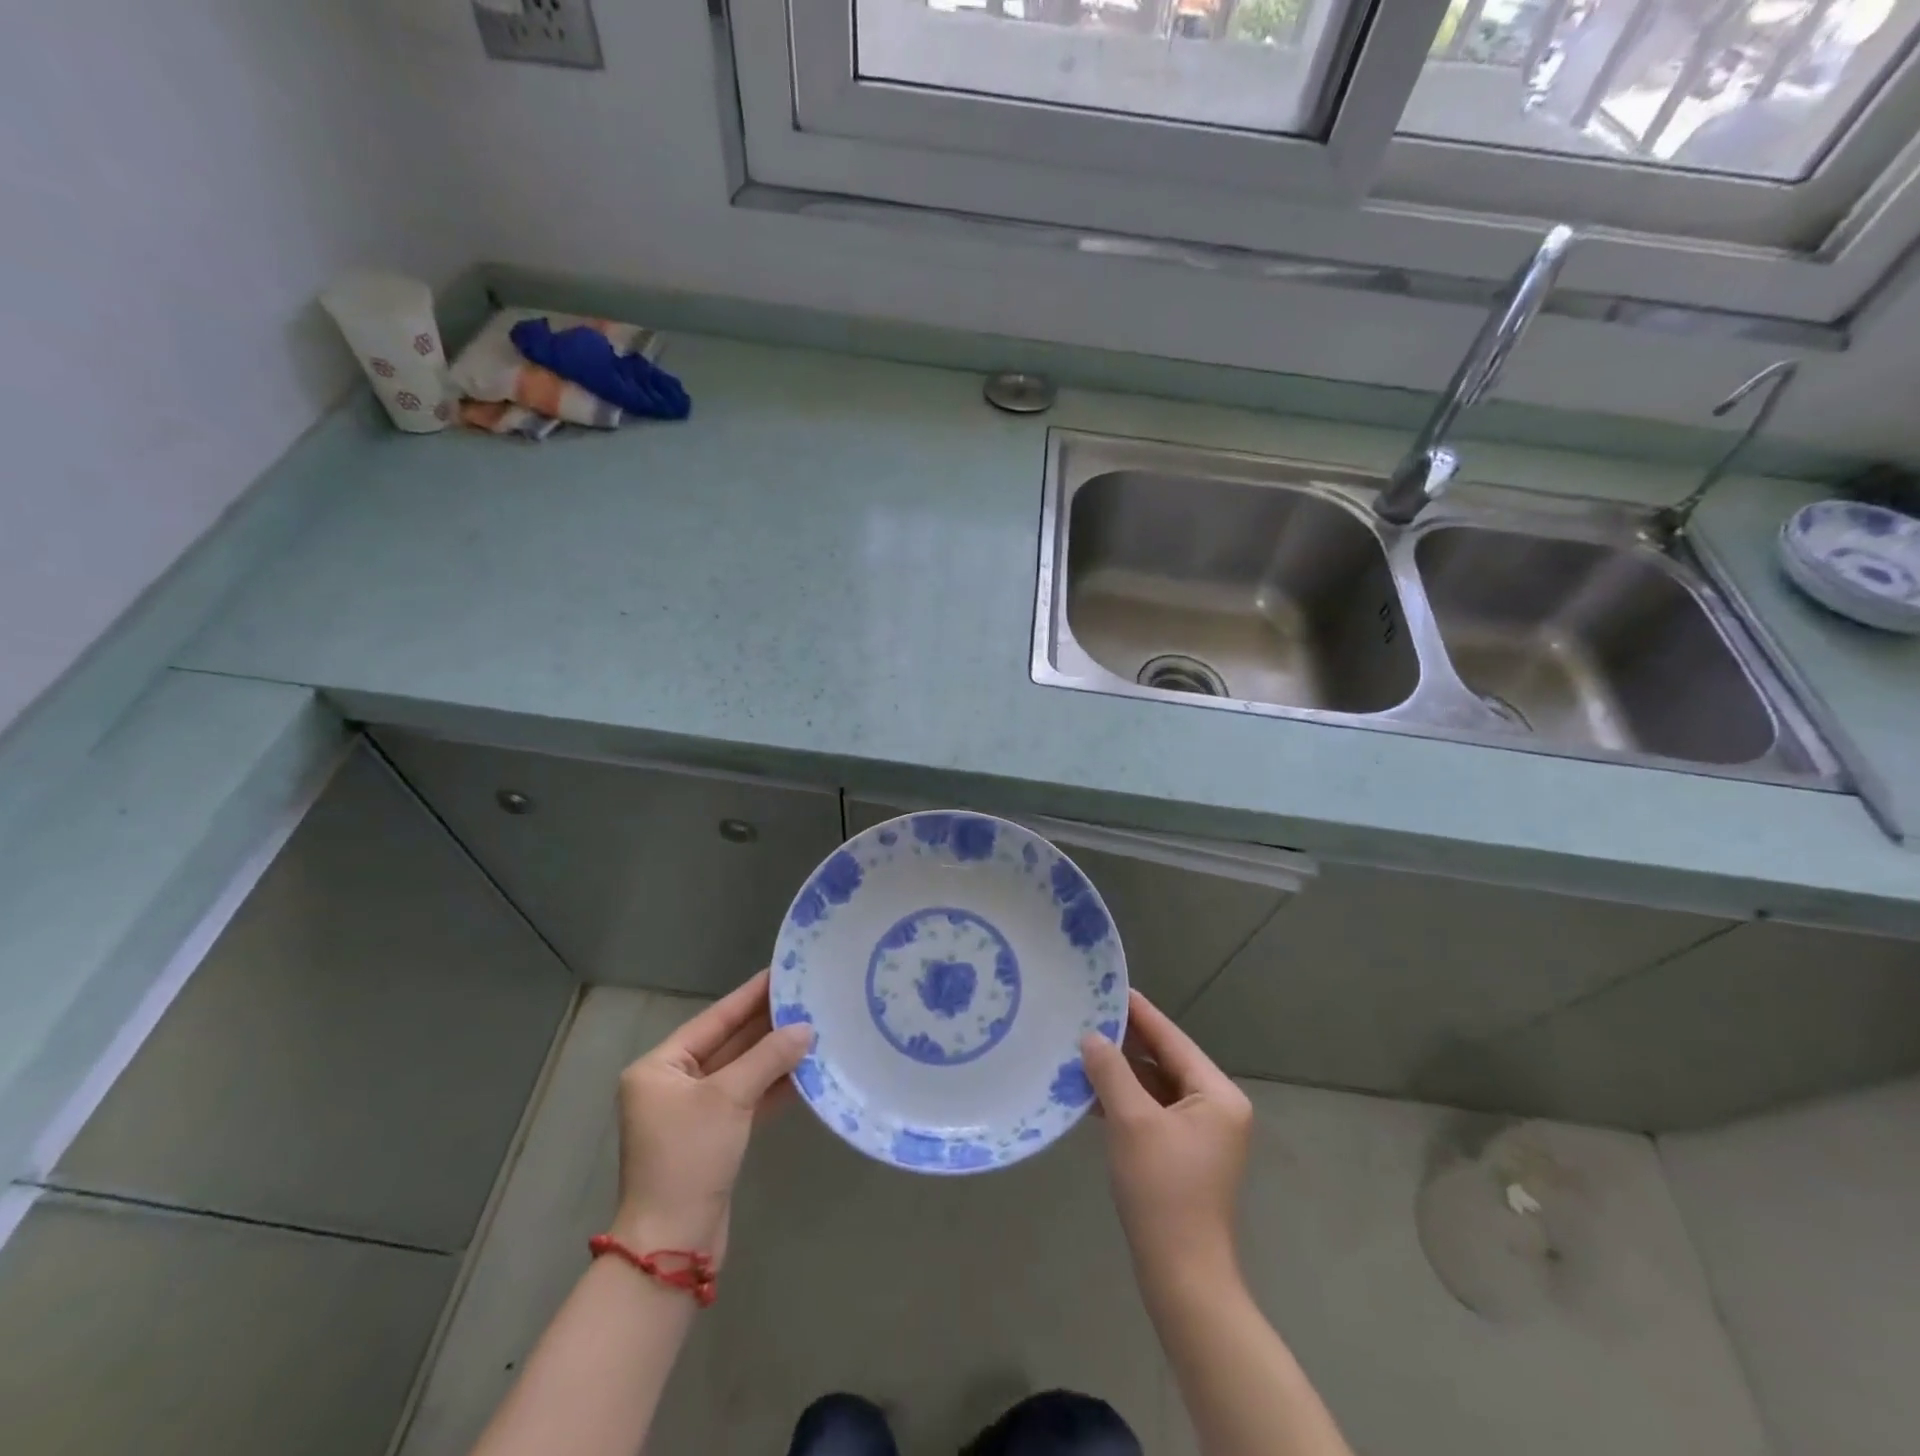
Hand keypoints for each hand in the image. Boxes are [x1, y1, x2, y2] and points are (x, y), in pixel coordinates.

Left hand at [611, 970, 812, 1265]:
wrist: (673, 1245)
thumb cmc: (689, 1157)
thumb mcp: (729, 1098)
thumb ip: (768, 1058)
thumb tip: (806, 1028)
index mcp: (660, 1067)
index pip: (714, 1019)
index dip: (749, 996)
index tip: (781, 973)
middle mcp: (672, 1084)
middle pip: (727, 1043)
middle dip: (767, 1025)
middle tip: (806, 998)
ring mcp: (693, 1112)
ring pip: (740, 1072)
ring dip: (774, 1055)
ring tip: (814, 1028)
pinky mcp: (713, 1137)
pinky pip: (746, 1099)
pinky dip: (772, 1086)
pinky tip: (805, 1070)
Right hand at [1081, 989, 1252, 1283]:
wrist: (1182, 1276)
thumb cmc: (1162, 1191)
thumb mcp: (1132, 1122)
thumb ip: (1111, 1071)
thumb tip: (1091, 1037)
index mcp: (1217, 1094)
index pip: (1172, 1040)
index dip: (1139, 1013)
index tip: (1110, 987)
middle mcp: (1215, 1107)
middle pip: (1165, 1061)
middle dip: (1126, 1042)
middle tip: (1087, 1014)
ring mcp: (1201, 1133)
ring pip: (1155, 1087)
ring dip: (1121, 1072)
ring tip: (1081, 1047)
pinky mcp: (1183, 1154)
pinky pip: (1152, 1111)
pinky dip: (1125, 1100)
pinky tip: (1090, 1091)